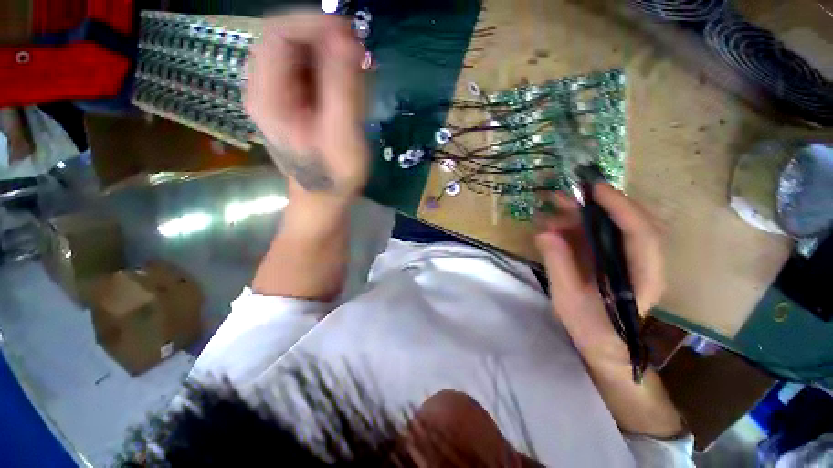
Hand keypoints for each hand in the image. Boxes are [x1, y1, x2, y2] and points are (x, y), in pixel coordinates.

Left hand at [245, 12, 368, 204]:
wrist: (324, 197)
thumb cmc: (333, 174)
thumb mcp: (343, 134)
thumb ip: (343, 87)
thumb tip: (348, 38)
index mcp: (267, 95)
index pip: (278, 33)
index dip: (314, 24)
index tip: (351, 35)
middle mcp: (264, 87)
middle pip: (288, 40)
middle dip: (326, 40)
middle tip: (359, 56)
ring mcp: (277, 93)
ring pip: (300, 54)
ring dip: (331, 55)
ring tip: (358, 74)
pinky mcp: (292, 101)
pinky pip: (308, 71)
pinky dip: (331, 69)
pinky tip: (348, 86)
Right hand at [535, 184, 664, 363]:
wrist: (601, 343)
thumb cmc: (590, 326)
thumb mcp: (569, 298)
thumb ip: (559, 264)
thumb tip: (544, 233)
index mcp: (642, 276)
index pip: (641, 234)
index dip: (620, 208)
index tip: (594, 189)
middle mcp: (639, 261)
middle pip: (627, 222)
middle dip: (595, 205)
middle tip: (564, 196)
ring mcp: (624, 257)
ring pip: (608, 225)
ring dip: (580, 214)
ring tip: (551, 208)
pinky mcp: (608, 257)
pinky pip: (594, 234)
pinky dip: (573, 226)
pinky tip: (551, 225)